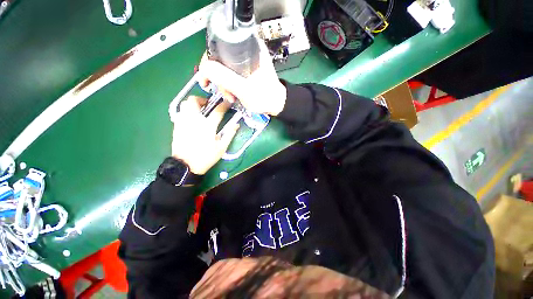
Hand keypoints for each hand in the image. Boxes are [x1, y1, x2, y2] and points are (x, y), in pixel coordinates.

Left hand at [172, 96, 238, 174]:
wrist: (186, 165)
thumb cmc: (206, 157)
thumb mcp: (222, 147)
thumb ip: (230, 134)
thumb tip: (236, 125)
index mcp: (207, 126)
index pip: (217, 111)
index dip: (224, 105)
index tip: (227, 103)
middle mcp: (194, 120)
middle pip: (194, 101)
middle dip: (203, 100)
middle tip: (209, 106)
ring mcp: (183, 122)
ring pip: (185, 104)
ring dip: (193, 104)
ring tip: (200, 111)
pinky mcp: (177, 126)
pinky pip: (181, 113)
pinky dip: (187, 112)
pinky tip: (192, 119)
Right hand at [198, 40, 286, 115]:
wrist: (276, 104)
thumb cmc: (264, 97)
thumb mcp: (243, 89)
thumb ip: (224, 77)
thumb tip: (204, 68)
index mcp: (248, 47)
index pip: (218, 45)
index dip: (209, 61)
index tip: (207, 78)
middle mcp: (246, 50)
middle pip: (220, 57)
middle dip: (218, 77)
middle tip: (224, 92)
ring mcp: (246, 61)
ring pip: (224, 67)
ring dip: (224, 84)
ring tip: (231, 97)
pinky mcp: (246, 70)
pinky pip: (230, 73)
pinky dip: (229, 85)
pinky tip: (233, 95)